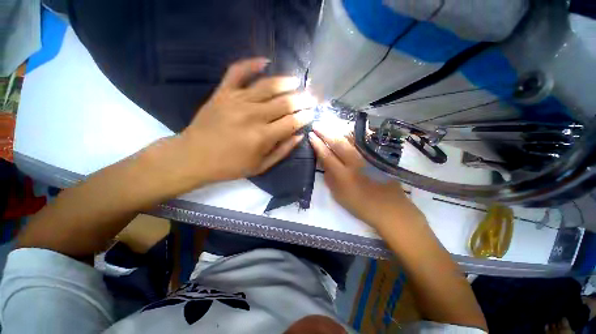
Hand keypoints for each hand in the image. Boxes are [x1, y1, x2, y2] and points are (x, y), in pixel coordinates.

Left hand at [179, 58, 315, 183]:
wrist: (194, 157)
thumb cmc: (230, 166)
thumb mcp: (261, 166)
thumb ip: (282, 151)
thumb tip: (299, 135)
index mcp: (263, 137)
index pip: (292, 122)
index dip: (305, 116)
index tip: (312, 113)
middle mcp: (253, 115)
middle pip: (284, 102)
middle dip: (302, 99)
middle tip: (311, 97)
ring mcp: (236, 100)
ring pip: (267, 85)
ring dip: (286, 81)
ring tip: (297, 81)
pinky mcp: (222, 92)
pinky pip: (237, 71)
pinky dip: (251, 63)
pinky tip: (265, 61)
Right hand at [308, 124, 424, 228]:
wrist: (389, 208)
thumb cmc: (360, 205)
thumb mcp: (338, 196)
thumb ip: (329, 178)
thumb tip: (323, 162)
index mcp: (343, 176)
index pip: (327, 155)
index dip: (317, 144)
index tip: (310, 135)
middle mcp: (356, 163)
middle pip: (338, 143)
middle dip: (325, 132)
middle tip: (316, 124)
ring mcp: (368, 157)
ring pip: (352, 138)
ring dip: (338, 129)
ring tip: (329, 123)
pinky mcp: (378, 156)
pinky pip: (364, 140)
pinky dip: (354, 132)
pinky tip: (347, 127)